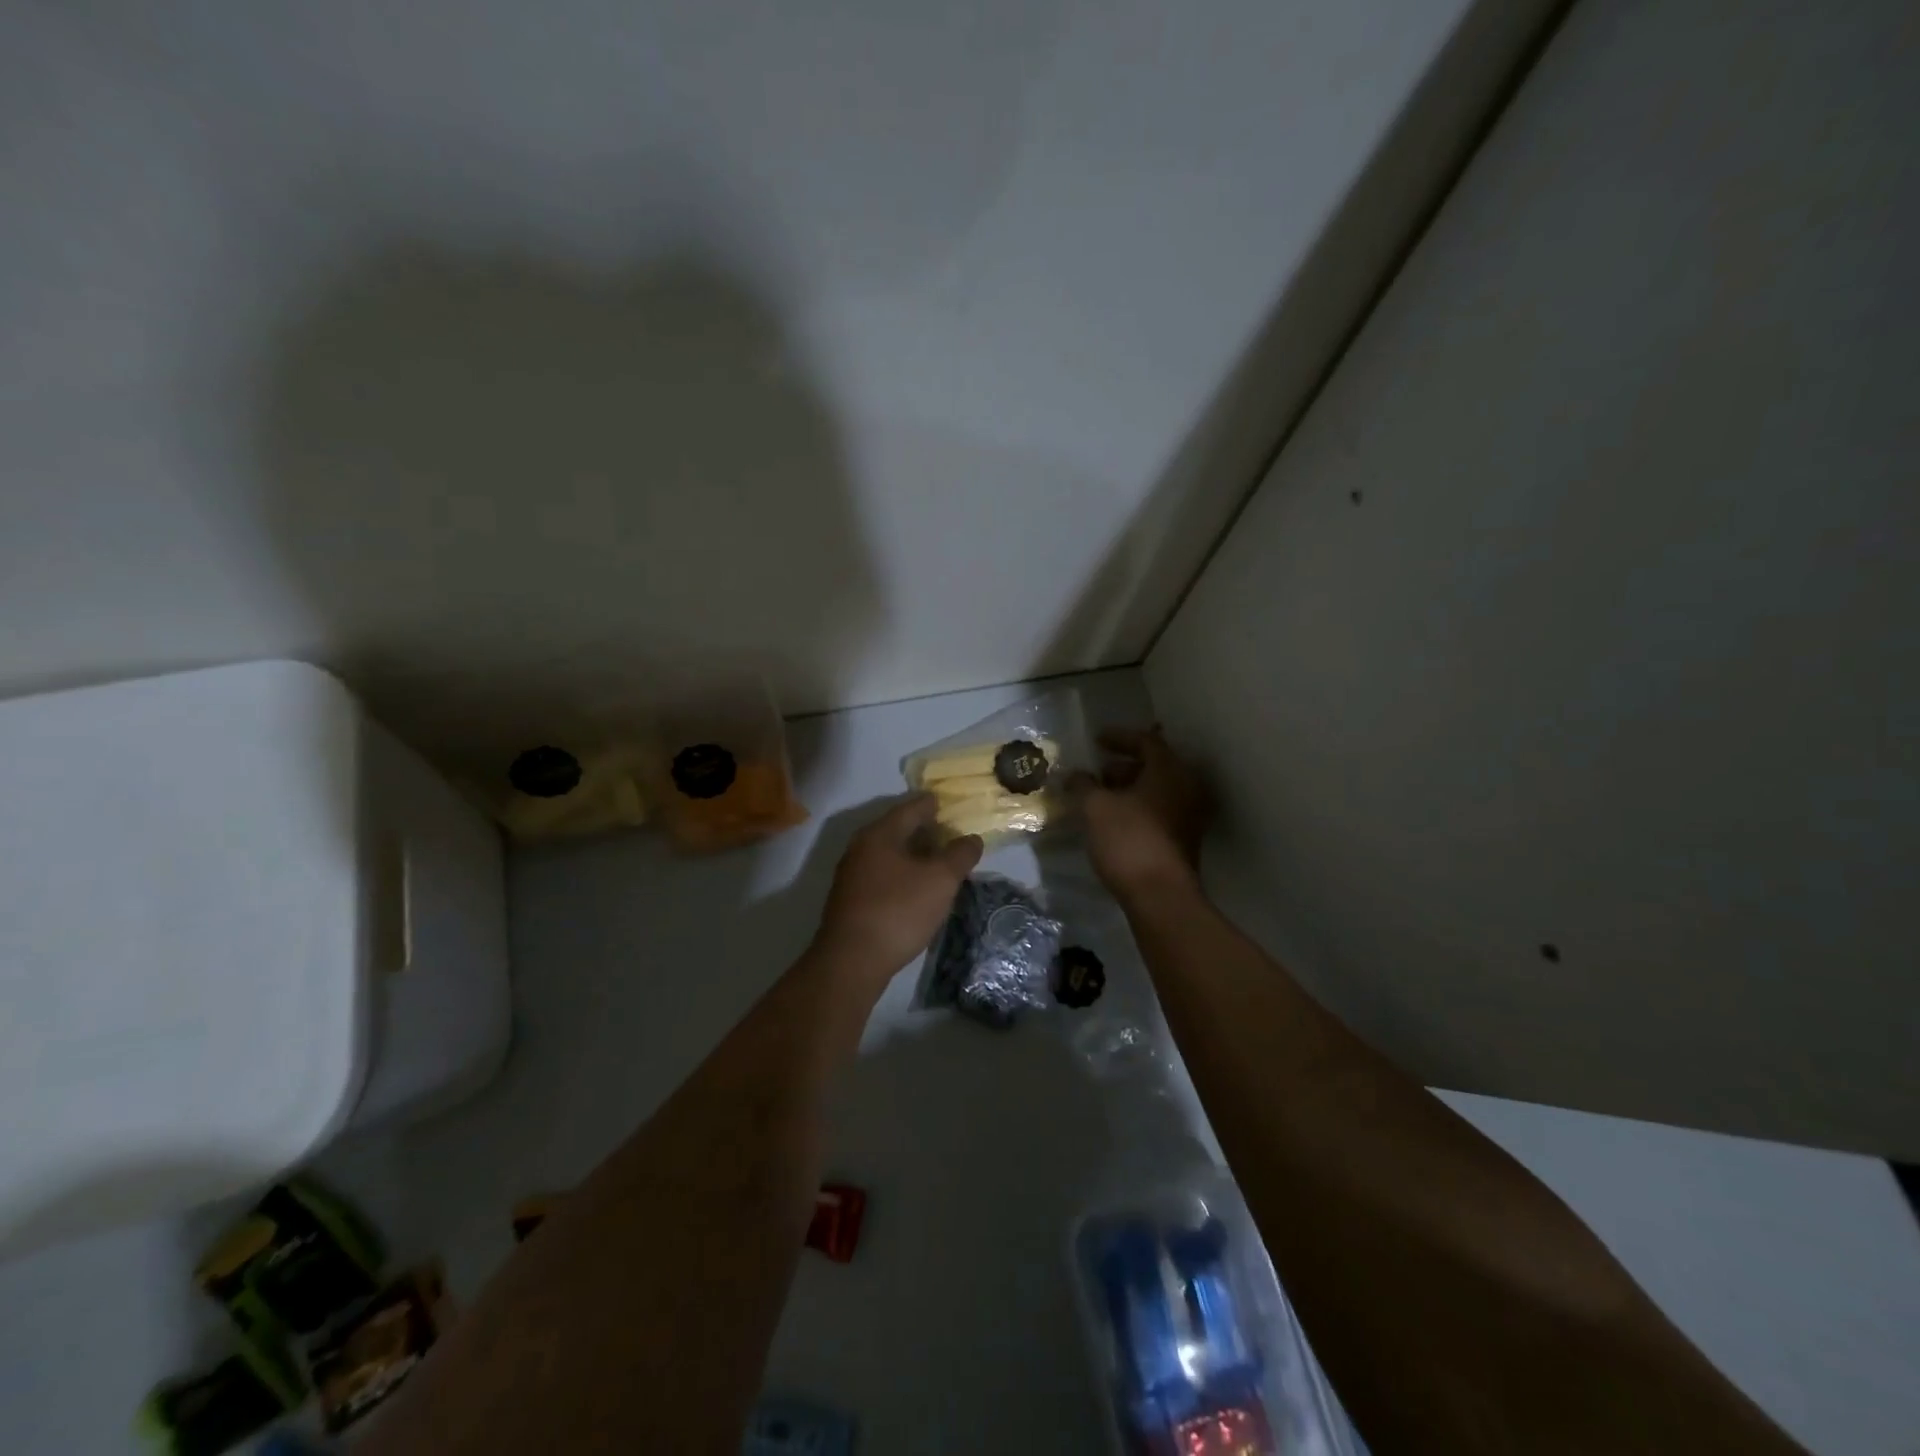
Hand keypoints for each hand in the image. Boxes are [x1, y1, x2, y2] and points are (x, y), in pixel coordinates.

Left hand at [812, 794, 983, 984]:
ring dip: (913, 854)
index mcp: (879, 834)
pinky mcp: (851, 900)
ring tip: (939, 861)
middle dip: (924, 830)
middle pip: (897, 830)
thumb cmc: (899, 910)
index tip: (947, 802)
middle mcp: (861, 848)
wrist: (852, 961)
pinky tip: (918, 888)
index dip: (932, 804)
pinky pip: (883, 875)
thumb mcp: (940, 880)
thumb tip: (971, 838)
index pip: (910, 808)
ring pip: (889, 855)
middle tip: (949, 832)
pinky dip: (903, 874)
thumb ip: (959, 855)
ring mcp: (852, 875)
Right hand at [1073, 727, 1210, 900]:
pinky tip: (1113, 819)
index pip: (1146, 741)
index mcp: (1169, 770)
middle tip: (1097, 772)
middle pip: (1154, 765)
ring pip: (1157, 790)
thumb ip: (1083, 785)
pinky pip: (1159, 810)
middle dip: (1123, 766)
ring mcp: (1190, 814)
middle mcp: (1187, 786)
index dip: (1119, 737)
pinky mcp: (1184, 839)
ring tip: (1100, 796)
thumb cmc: (1128, 840)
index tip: (1096, 740)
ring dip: (1129, 788)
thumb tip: (1075, 775)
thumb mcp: (1095, 807)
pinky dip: (1137, 807)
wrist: (1160, 895)